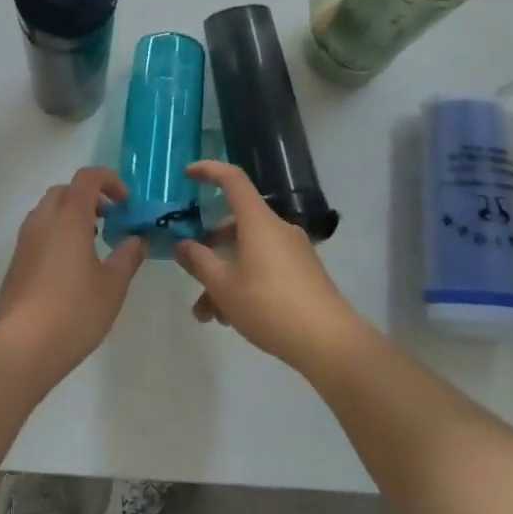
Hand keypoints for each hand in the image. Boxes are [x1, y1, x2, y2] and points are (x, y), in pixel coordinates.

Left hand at [0, 167, 144, 380]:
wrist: (23, 346)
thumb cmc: (75, 310)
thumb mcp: (113, 285)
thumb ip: (127, 256)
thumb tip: (136, 240)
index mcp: (68, 217)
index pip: (87, 178)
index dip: (109, 181)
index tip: (125, 203)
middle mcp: (42, 221)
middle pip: (64, 191)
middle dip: (89, 197)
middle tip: (109, 220)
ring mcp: (24, 241)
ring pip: (48, 212)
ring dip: (71, 216)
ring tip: (91, 244)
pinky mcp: (15, 263)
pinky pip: (38, 234)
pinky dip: (56, 235)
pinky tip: (70, 268)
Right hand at [175, 161, 365, 375]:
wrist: (330, 343)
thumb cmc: (270, 305)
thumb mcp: (224, 286)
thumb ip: (198, 261)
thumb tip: (182, 244)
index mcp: (258, 221)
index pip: (233, 179)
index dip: (209, 170)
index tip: (188, 175)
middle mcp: (277, 228)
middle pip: (236, 224)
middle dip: (209, 248)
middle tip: (191, 270)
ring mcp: (294, 251)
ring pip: (248, 252)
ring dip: (224, 276)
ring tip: (209, 315)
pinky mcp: (304, 273)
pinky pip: (265, 267)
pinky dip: (245, 283)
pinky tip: (234, 318)